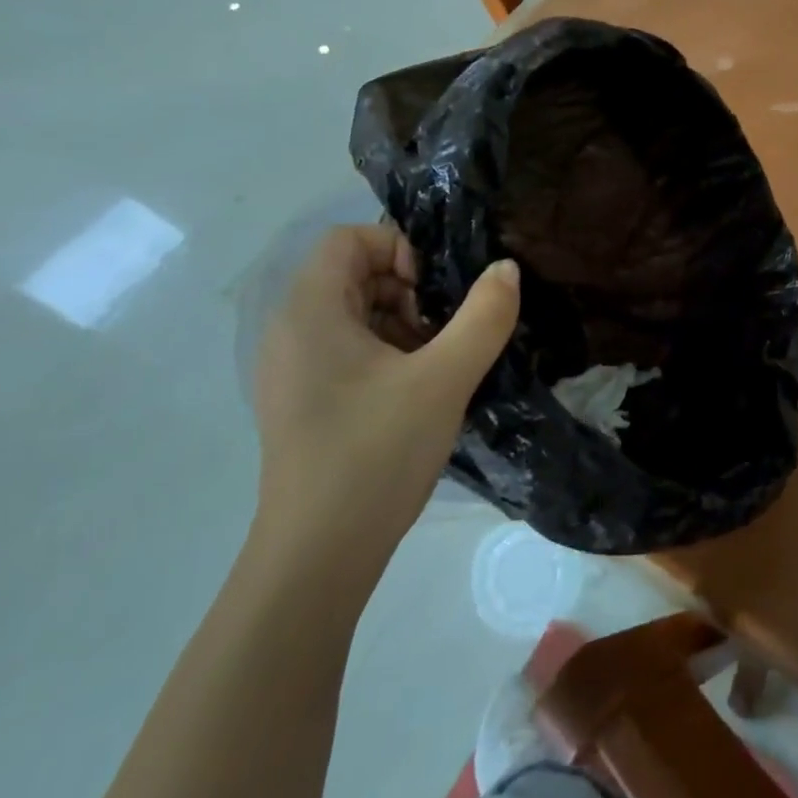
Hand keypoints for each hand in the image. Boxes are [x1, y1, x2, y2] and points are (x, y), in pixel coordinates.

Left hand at [251, 224, 518, 598]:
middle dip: (410, 289)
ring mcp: (294, 371)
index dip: (399, 248)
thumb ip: (483, 316)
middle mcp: (291, 332)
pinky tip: (420, 392)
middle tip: (446, 330)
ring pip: (357, 315)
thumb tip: (506, 268)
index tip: (436, 292)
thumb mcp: (444, 380)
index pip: (349, 239)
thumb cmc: (375, 454)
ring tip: (440, 364)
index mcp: (309, 312)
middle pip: (354, 274)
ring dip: (405, 324)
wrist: (317, 558)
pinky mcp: (305, 402)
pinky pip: (350, 351)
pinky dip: (389, 354)